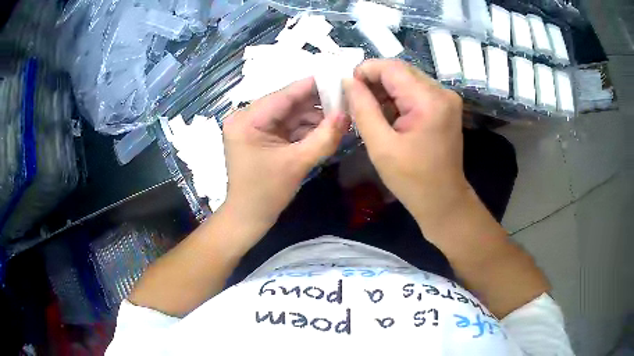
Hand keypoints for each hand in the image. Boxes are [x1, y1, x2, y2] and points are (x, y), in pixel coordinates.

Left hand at [222, 77, 348, 231]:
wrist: (249, 217)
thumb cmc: (267, 193)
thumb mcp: (298, 163)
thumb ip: (324, 137)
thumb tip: (347, 114)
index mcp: (246, 121)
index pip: (283, 96)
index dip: (312, 87)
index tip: (337, 78)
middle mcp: (245, 117)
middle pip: (286, 103)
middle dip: (316, 104)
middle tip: (344, 100)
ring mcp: (251, 126)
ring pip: (288, 114)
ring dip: (312, 116)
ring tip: (340, 116)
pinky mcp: (258, 135)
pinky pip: (285, 125)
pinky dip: (304, 127)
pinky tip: (325, 127)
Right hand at [343, 59, 470, 230]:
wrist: (443, 200)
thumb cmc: (412, 180)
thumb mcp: (381, 146)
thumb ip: (363, 108)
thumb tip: (348, 81)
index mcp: (429, 100)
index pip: (392, 68)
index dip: (365, 71)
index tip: (346, 87)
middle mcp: (442, 92)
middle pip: (400, 71)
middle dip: (374, 81)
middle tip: (354, 100)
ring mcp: (446, 98)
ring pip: (407, 80)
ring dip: (385, 90)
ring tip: (368, 108)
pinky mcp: (445, 106)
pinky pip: (416, 91)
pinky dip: (398, 98)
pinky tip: (386, 114)